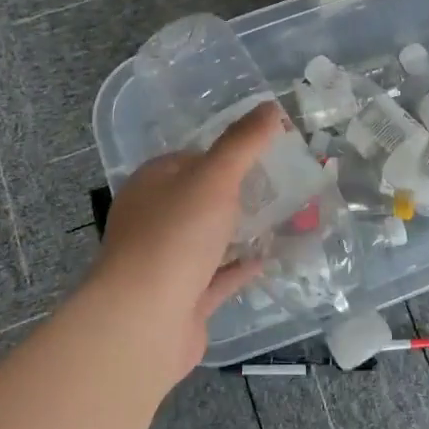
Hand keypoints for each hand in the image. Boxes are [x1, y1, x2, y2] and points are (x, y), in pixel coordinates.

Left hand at [91, 102, 283, 382]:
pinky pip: (217, 276)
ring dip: (242, 230)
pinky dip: (240, 267)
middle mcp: (154, 219)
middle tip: (284, 185)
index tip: (267, 151)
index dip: (228, 152)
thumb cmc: (175, 235)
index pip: (192, 158)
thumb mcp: (214, 177)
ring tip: (285, 218)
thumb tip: (271, 107)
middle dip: (240, 192)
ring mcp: (166, 262)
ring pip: (210, 238)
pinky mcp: (182, 298)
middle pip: (202, 198)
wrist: (143, 321)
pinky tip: (268, 259)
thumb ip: (243, 142)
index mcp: (153, 184)